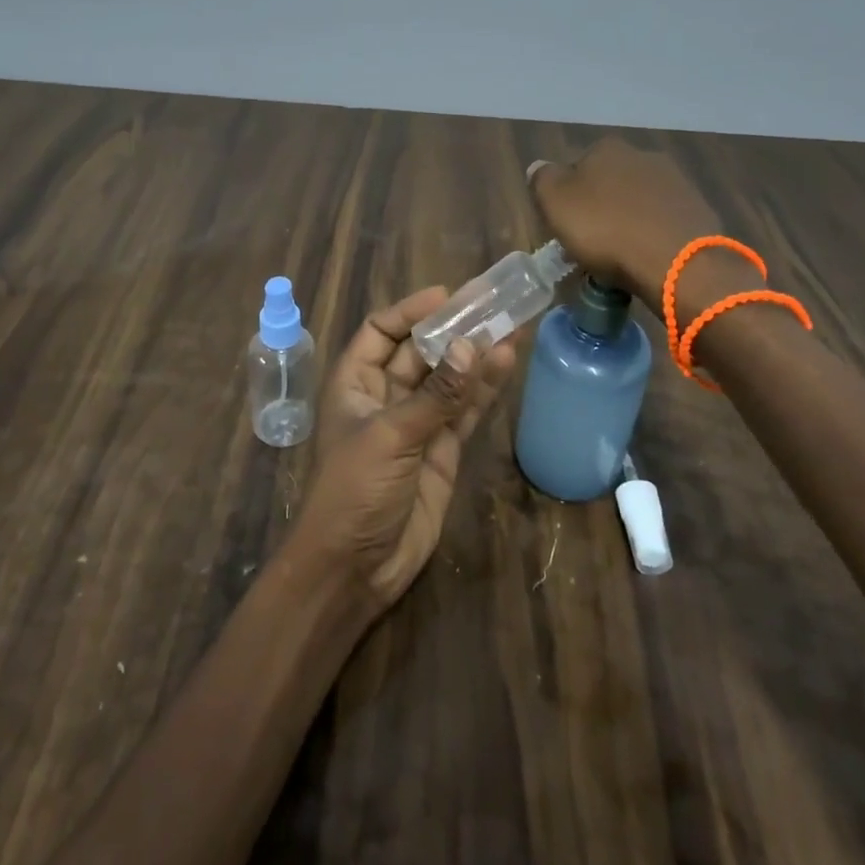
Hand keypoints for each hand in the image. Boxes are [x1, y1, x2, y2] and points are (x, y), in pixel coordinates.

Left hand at [292, 287, 516, 609]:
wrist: (355, 569)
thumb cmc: (354, 491)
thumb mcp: (391, 436)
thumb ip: (435, 395)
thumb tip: (471, 347)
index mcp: (354, 383)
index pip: (381, 331)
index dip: (411, 311)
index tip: (447, 295)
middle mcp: (384, 397)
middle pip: (421, 352)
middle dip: (453, 329)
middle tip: (493, 303)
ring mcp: (416, 424)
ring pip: (449, 379)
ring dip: (476, 355)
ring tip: (511, 324)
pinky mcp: (442, 451)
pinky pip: (464, 411)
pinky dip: (484, 389)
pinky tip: (507, 362)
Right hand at [529, 137, 732, 310]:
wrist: (677, 261)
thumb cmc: (606, 229)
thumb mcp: (555, 202)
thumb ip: (542, 179)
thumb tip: (540, 167)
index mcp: (606, 148)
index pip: (577, 167)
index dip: (568, 196)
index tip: (565, 225)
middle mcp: (643, 155)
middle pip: (610, 183)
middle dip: (601, 207)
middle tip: (591, 243)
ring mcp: (676, 182)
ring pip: (638, 202)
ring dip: (628, 222)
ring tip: (620, 256)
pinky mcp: (698, 211)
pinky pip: (663, 223)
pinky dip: (652, 236)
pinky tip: (647, 258)